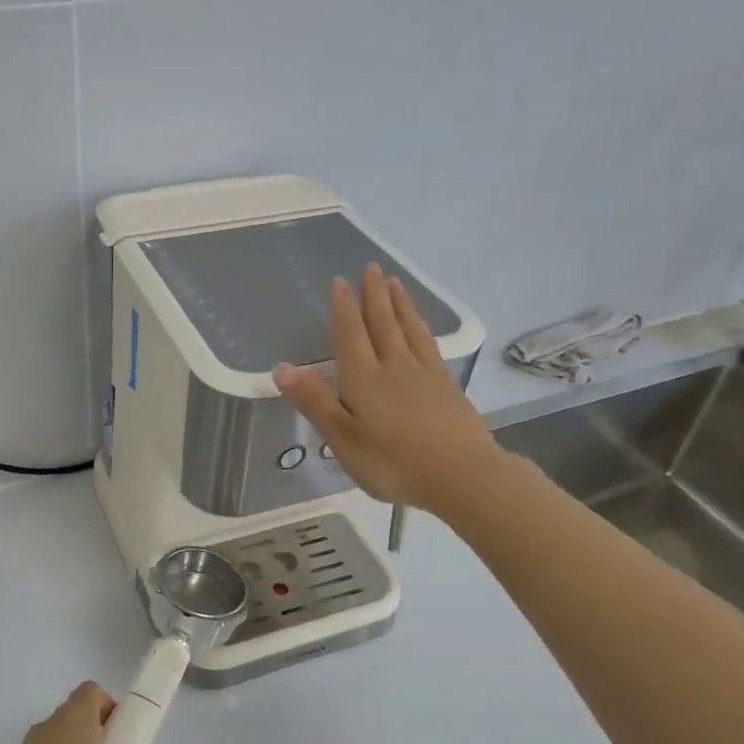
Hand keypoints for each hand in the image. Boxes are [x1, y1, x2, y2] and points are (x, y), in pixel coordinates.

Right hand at [276, 263, 498, 511]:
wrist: (461, 475)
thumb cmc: (393, 462)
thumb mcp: (343, 439)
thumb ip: (314, 401)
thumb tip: (281, 367)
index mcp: (364, 379)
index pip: (350, 335)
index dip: (343, 308)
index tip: (340, 281)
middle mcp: (394, 366)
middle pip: (382, 323)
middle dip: (374, 295)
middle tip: (371, 267)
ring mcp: (425, 374)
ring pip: (408, 329)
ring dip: (399, 304)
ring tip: (394, 283)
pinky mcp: (447, 386)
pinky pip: (429, 345)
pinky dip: (421, 328)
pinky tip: (421, 326)